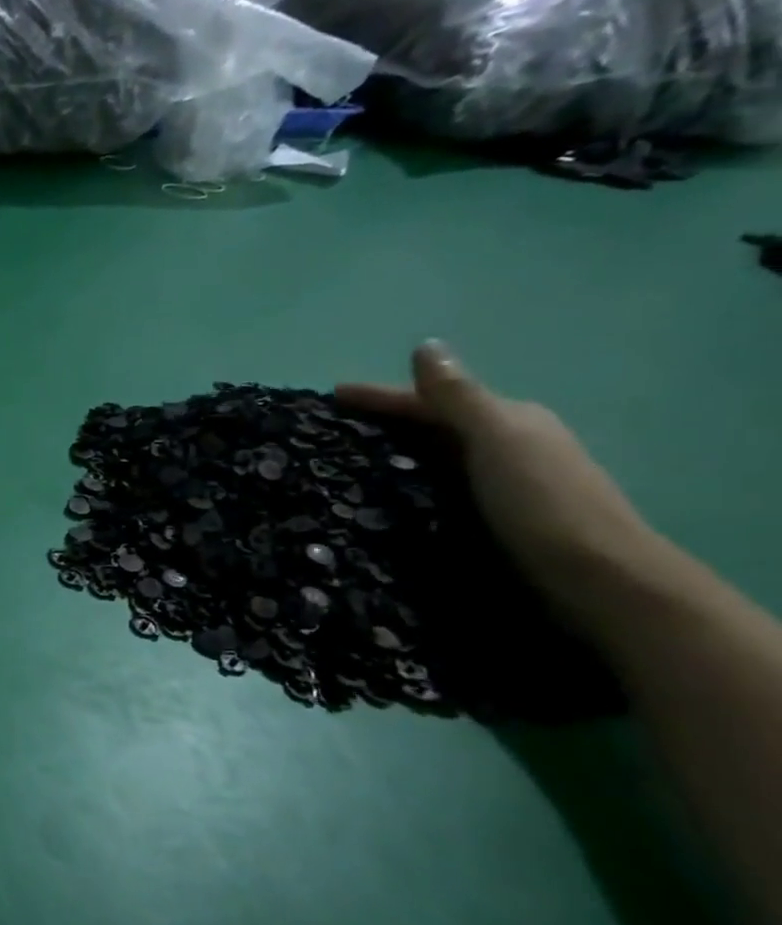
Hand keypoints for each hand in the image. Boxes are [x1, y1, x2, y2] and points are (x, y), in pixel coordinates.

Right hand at [337, 342, 657, 618]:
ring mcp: (501, 484)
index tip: (331, 395)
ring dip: (393, 457)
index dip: (382, 396)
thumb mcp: (497, 439)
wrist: (597, 579)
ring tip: (340, 467)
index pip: (433, 398)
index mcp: (509, 420)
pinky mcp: (492, 519)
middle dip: (383, 424)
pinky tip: (381, 500)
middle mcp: (507, 445)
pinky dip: (407, 487)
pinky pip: (437, 490)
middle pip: (433, 426)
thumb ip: (458, 396)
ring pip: (434, 459)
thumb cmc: (542, 502)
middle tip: (327, 433)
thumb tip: (425, 345)